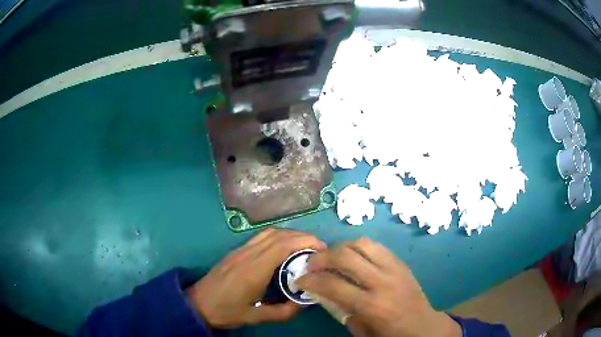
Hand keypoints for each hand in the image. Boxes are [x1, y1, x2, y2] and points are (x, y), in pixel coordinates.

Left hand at [186, 228, 325, 327]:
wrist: (198, 303)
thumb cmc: (226, 311)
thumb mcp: (257, 317)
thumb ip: (284, 311)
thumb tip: (306, 301)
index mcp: (254, 270)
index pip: (283, 245)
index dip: (306, 242)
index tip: (322, 250)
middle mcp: (248, 254)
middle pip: (280, 235)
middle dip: (303, 237)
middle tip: (319, 250)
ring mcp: (241, 250)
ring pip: (270, 232)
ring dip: (291, 235)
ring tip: (306, 248)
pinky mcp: (237, 251)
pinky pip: (261, 236)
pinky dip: (279, 237)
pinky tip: (285, 249)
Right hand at [296, 238, 460, 336]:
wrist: (423, 325)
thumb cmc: (390, 334)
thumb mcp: (360, 330)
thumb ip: (340, 310)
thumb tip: (321, 292)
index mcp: (371, 305)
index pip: (333, 285)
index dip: (311, 280)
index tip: (299, 279)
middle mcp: (382, 282)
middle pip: (346, 257)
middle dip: (322, 257)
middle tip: (311, 264)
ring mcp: (394, 268)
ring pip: (361, 244)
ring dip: (340, 247)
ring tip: (331, 256)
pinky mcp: (400, 262)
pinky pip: (376, 246)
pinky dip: (358, 247)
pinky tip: (351, 255)